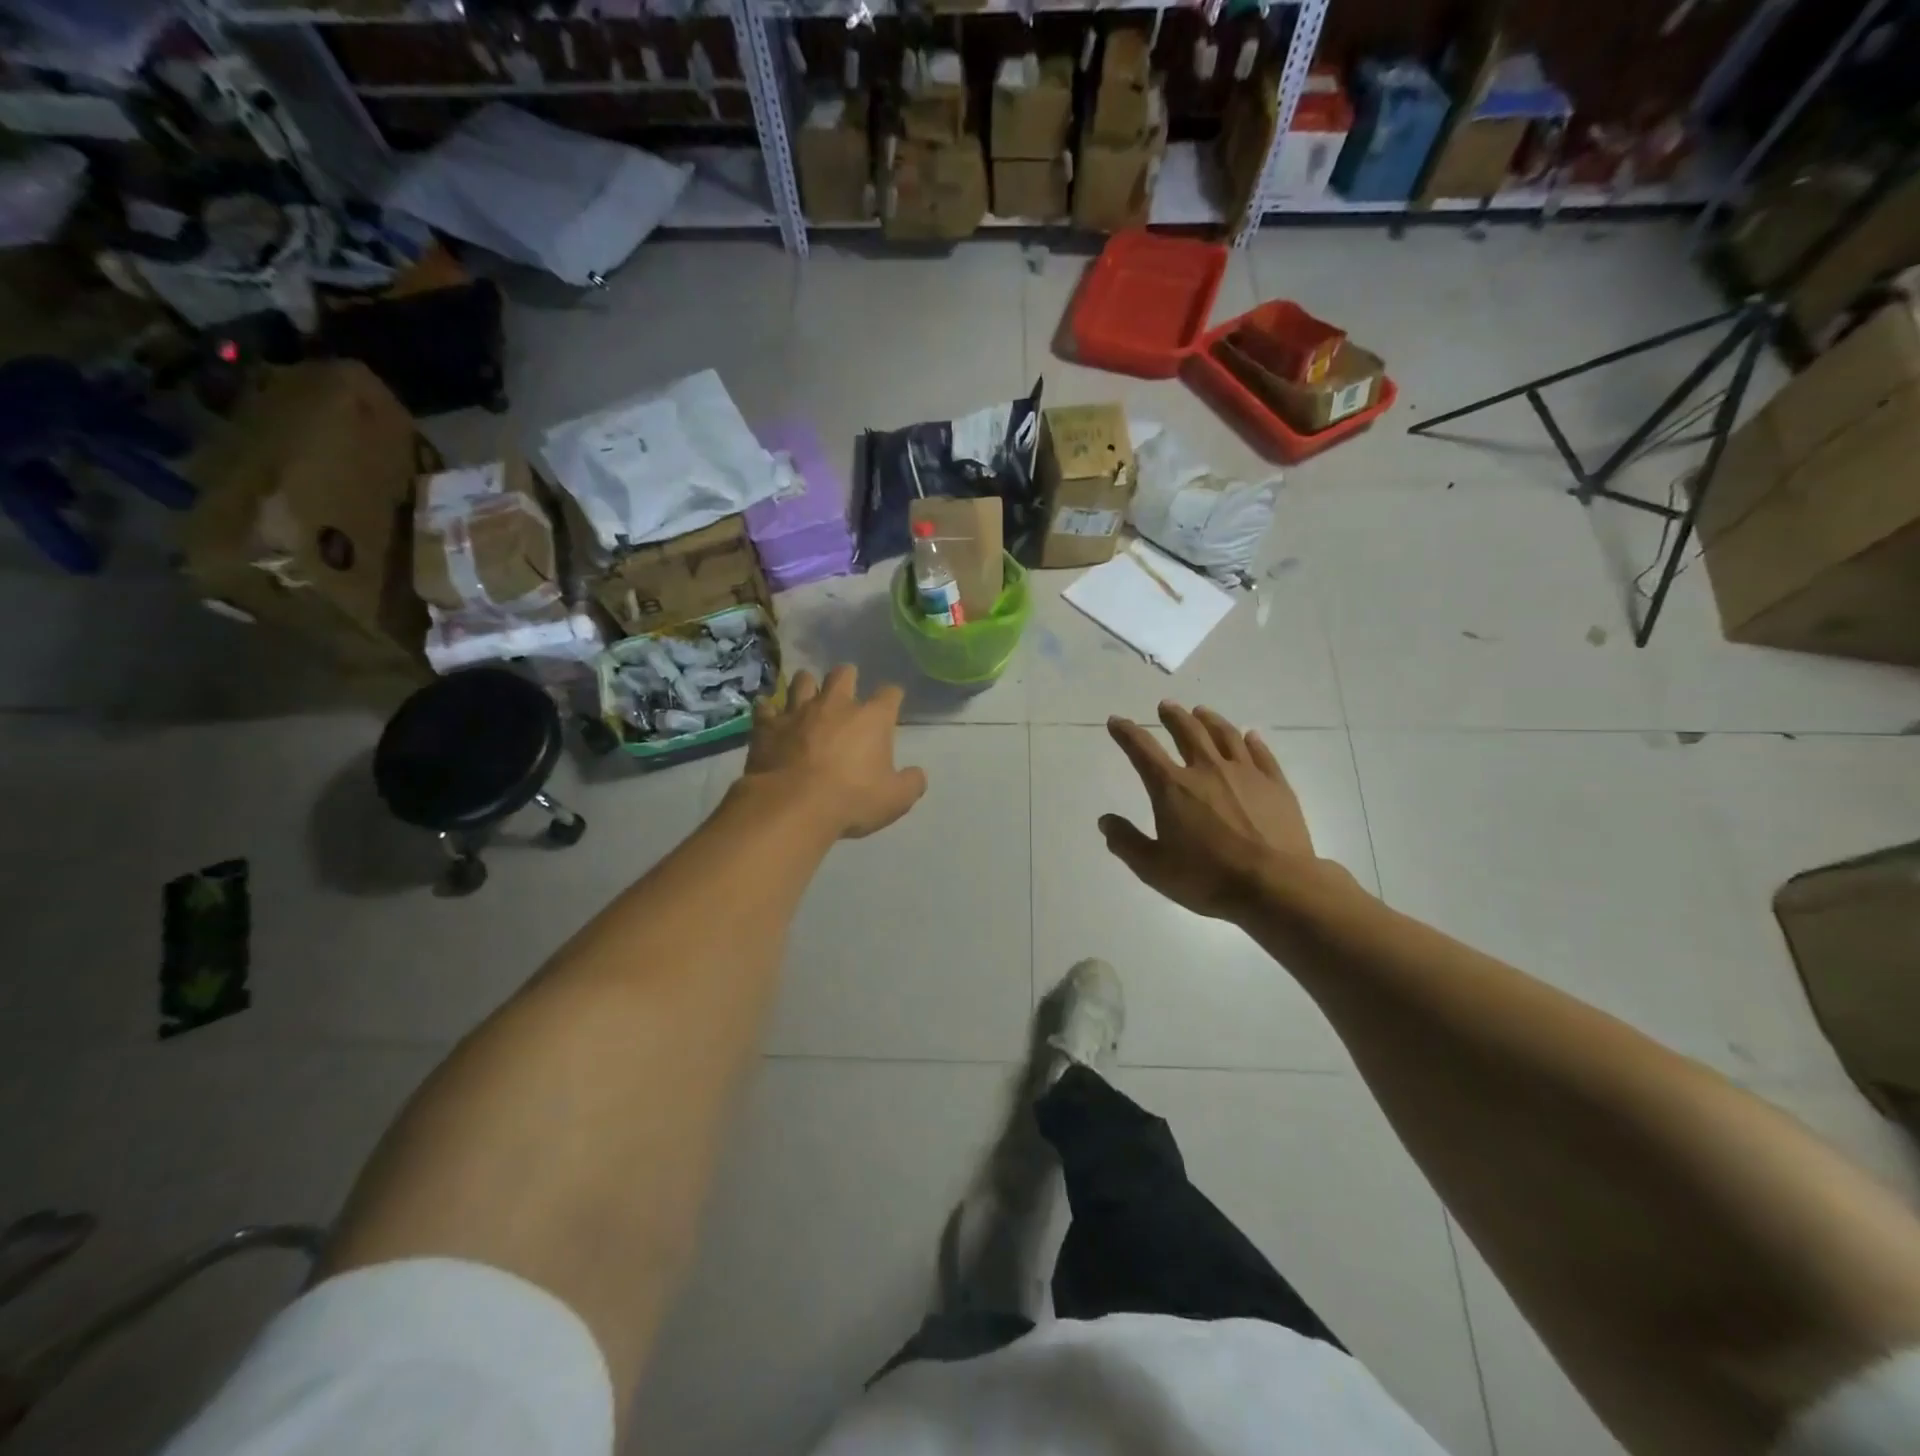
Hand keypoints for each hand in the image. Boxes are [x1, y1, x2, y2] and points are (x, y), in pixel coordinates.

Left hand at [744, 665, 926, 838]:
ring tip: (808, 696)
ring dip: (807, 685)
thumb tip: (918, 775)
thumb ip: (911, 783)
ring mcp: (798, 711)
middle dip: (848, 677)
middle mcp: (836, 704)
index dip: (893, 696)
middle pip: (844, 673)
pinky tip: (770, 717)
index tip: (892, 703)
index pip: (890, 693)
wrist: (792, 806)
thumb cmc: (851, 800)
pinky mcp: (768, 725)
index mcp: (872, 718)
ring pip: (803, 680)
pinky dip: (769, 710)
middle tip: (847, 691)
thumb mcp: (895, 800)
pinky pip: (766, 707)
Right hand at [1101, 703, 1327, 919]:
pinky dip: (1251, 741)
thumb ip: (1126, 842)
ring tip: (1201, 711)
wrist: (1275, 885)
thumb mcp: (1154, 868)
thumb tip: (1105, 821)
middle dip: (1173, 716)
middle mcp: (1207, 770)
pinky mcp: (1275, 784)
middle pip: (1187, 732)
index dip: (1127, 733)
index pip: (1142, 750)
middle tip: (1166, 706)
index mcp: (1173, 788)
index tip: (1117, 721)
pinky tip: (1249, 736)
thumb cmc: (1208, 878)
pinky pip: (1261, 753)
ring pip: (1225, 735)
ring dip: (1209, 720)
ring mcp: (1245, 773)